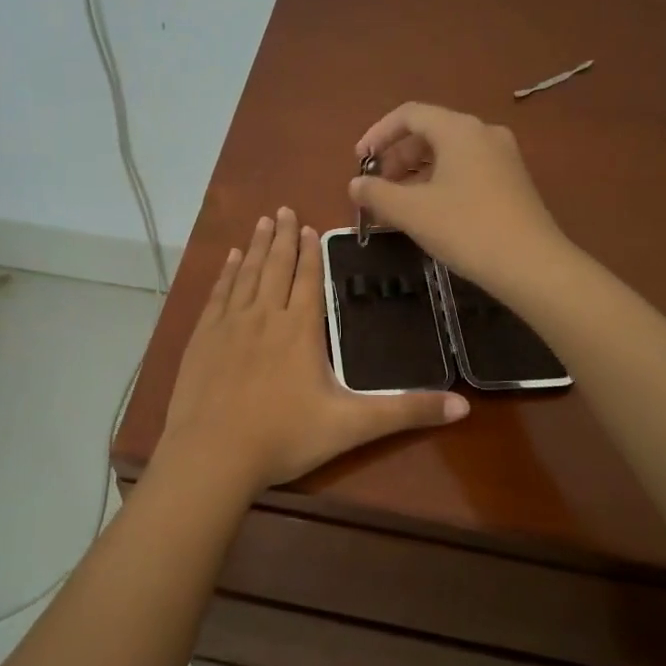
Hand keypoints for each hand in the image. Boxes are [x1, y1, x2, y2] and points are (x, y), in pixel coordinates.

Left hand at [160, 207, 468, 494]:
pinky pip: (218, 294)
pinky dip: (226, 273)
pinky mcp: (203, 338)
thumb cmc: (284, 438)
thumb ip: (405, 412)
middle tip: (283, 209)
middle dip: (283, 238)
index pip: (308, 279)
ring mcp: (229, 325)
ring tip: (262, 222)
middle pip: (276, 267)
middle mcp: (264, 316)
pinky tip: (229, 260)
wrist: (213, 455)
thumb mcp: (352, 426)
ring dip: (255, 247)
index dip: (311, 252)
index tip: (309, 226)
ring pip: (246, 274)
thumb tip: (463, 406)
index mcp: (300, 330)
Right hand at [350, 102, 566, 294]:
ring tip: (398, 203)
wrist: (532, 265)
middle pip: (429, 132)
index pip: (409, 115)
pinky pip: (466, 169)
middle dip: (396, 156)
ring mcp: (503, 156)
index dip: (378, 134)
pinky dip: (439, 181)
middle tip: (376, 187)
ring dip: (416, 172)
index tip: (359, 162)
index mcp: (459, 129)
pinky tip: (429, 211)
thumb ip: (377, 194)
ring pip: (448, 153)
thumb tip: (355, 185)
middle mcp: (483, 133)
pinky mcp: (512, 181)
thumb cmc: (467, 229)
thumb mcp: (412, 212)